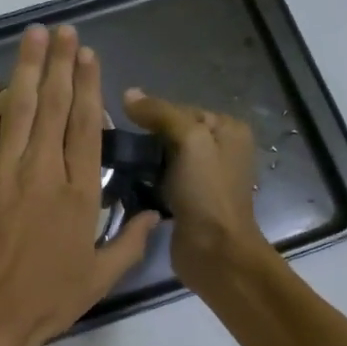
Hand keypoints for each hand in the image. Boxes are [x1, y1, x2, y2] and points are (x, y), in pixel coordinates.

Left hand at [0, 25, 158, 345]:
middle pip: (53, 106)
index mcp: (78, 194)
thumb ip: (130, 242)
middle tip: (64, 30)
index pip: (85, 127)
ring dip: (26, 69)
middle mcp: (42, 172)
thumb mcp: (99, 278)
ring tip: (34, 35)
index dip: (88, 87)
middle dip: (60, 64)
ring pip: (17, 110)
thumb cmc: (45, 301)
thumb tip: (156, 214)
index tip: (89, 55)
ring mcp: (1, 173)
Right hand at [121, 88, 266, 284]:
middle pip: (172, 133)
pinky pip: (161, 180)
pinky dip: (145, 181)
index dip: (153, 115)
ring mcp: (204, 178)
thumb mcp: (189, 141)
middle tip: (118, 147)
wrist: (214, 252)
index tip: (124, 125)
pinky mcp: (188, 201)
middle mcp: (220, 150)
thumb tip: (128, 94)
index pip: (181, 109)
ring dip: (143, 162)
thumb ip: (161, 114)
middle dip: (146, 139)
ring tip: (117, 164)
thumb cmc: (207, 192)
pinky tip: (126, 184)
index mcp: (229, 130)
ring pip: (164, 157)